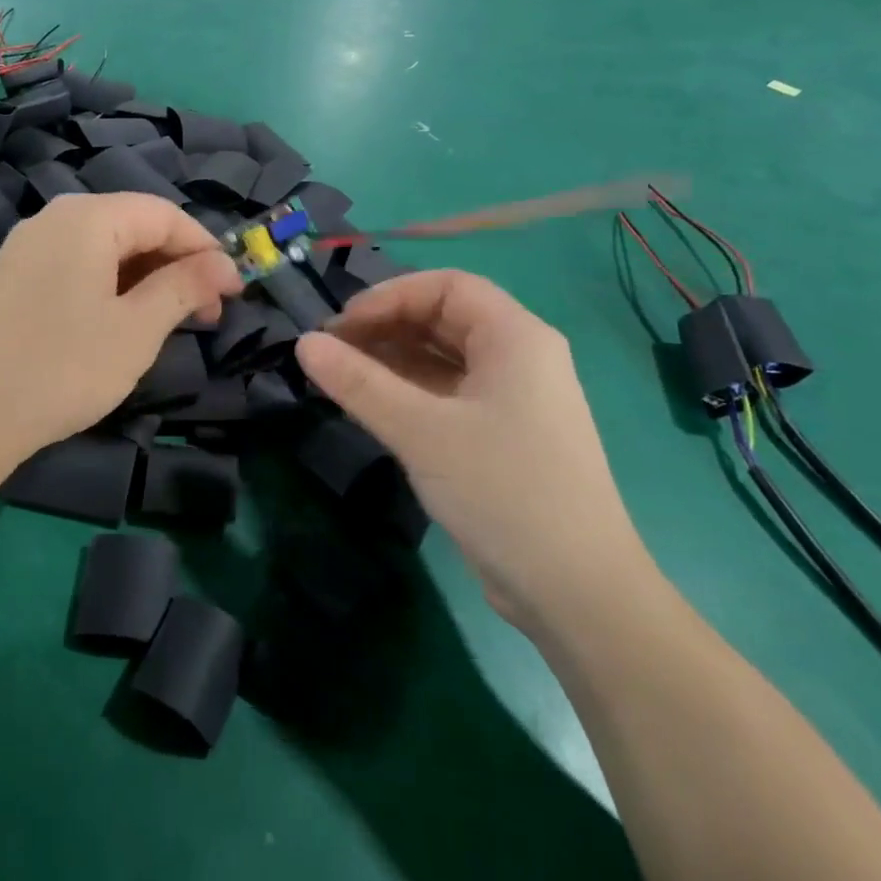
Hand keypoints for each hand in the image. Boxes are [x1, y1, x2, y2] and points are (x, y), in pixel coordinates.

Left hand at [0, 193, 240, 483]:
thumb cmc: (64, 367)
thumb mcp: (137, 329)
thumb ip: (184, 287)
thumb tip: (224, 264)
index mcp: (88, 217)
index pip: (164, 215)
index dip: (206, 249)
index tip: (236, 290)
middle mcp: (55, 217)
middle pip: (133, 226)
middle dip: (177, 265)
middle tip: (208, 313)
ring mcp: (28, 246)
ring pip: (105, 248)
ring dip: (146, 278)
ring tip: (172, 322)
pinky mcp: (13, 276)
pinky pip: (76, 265)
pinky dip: (110, 285)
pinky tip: (122, 321)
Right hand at [294, 270, 652, 633]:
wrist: (577, 594)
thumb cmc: (503, 491)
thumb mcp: (421, 431)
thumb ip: (358, 382)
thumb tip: (303, 343)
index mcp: (516, 338)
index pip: (447, 286)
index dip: (390, 296)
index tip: (342, 325)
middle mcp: (520, 358)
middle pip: (444, 319)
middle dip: (386, 327)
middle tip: (333, 351)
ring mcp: (514, 400)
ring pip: (444, 359)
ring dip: (392, 360)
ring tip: (342, 376)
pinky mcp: (503, 437)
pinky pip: (448, 394)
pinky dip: (409, 391)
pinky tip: (373, 405)